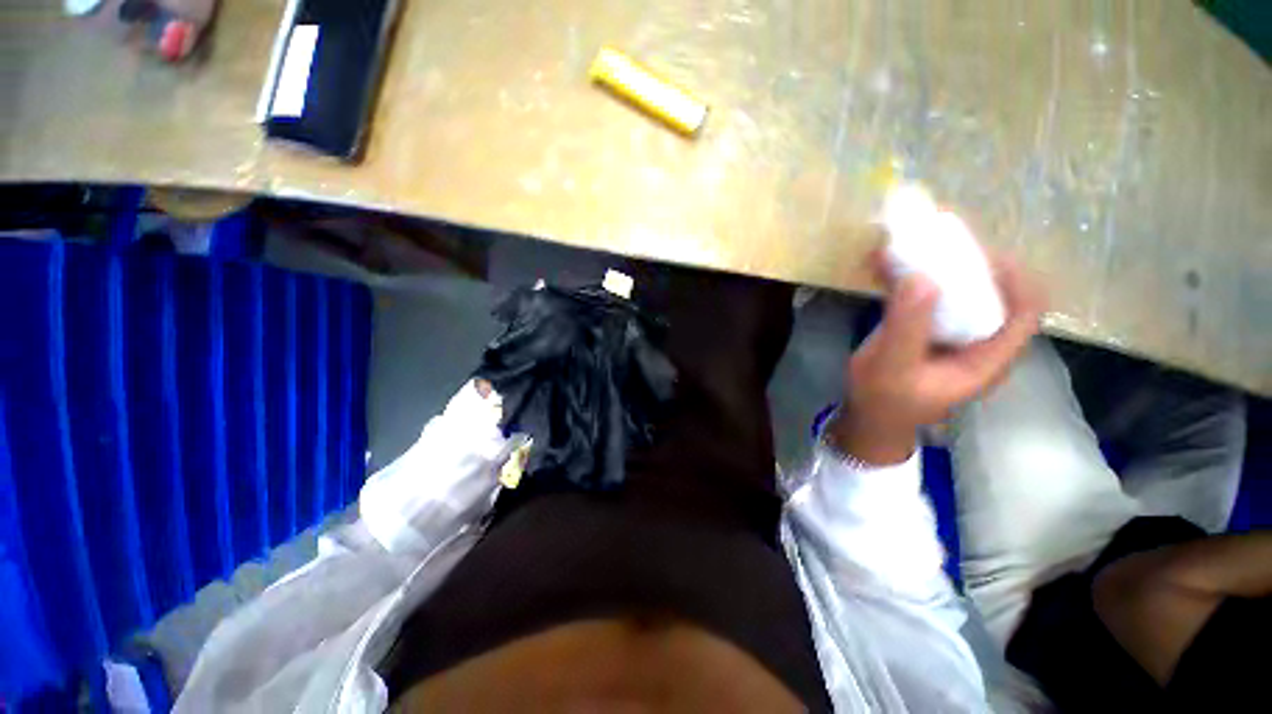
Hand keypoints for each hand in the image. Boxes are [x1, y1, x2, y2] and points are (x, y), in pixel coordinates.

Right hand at [829, 252, 1045, 464]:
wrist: (869, 417)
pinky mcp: (930, 332)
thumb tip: (923, 277)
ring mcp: (954, 336)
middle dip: (969, 264)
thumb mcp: (892, 367)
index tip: (978, 252)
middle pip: (996, 293)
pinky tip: (891, 266)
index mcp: (987, 358)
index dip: (1014, 276)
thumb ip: (907, 327)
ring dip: (939, 267)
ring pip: (962, 292)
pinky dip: (915, 279)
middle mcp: (980, 343)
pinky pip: (932, 298)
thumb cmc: (883, 399)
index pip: (1027, 310)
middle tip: (938, 242)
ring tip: (912, 247)